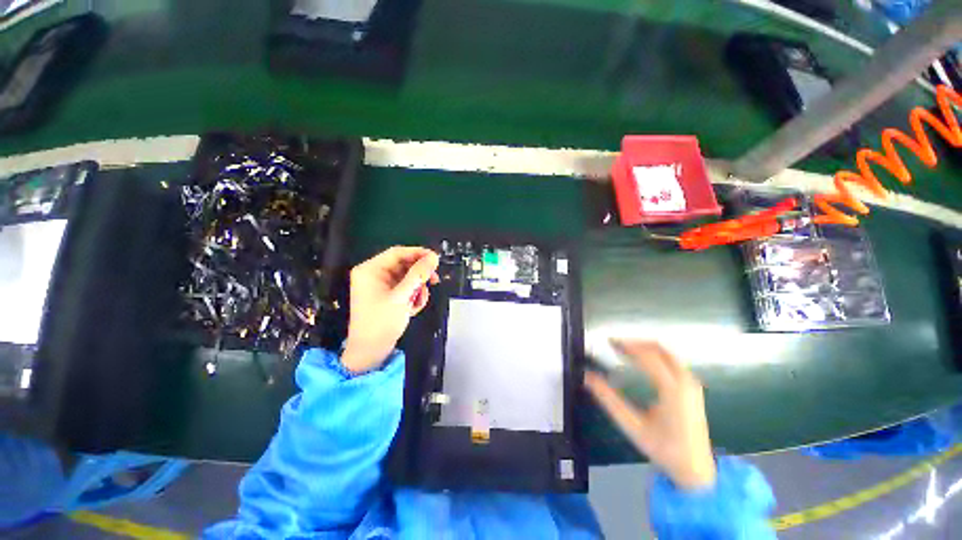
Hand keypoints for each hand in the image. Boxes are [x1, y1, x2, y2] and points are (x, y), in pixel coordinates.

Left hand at [342, 246, 439, 373]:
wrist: (370, 352)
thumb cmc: (381, 322)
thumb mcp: (402, 296)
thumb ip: (419, 274)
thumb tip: (434, 257)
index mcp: (370, 270)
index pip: (398, 253)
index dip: (418, 253)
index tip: (436, 259)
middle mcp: (374, 275)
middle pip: (404, 265)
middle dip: (419, 275)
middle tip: (434, 280)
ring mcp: (381, 286)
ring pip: (407, 278)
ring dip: (417, 288)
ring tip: (419, 301)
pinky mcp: (387, 296)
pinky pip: (405, 288)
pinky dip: (413, 296)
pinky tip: (413, 308)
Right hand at [585, 341, 715, 490]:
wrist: (696, 471)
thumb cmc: (664, 449)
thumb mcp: (632, 426)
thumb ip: (609, 400)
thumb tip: (588, 377)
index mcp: (673, 390)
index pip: (648, 356)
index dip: (627, 346)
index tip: (609, 342)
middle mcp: (686, 382)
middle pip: (660, 349)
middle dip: (636, 343)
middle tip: (616, 345)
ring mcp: (692, 384)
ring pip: (668, 353)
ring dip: (645, 348)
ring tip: (625, 351)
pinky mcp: (693, 388)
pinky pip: (673, 361)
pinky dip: (655, 355)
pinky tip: (642, 362)